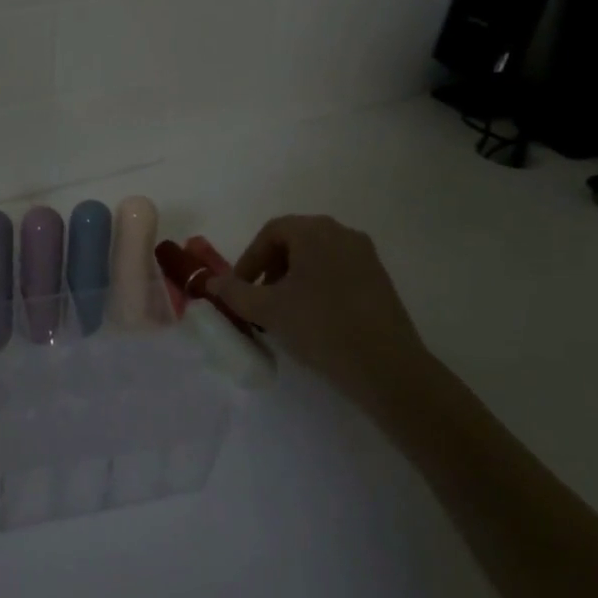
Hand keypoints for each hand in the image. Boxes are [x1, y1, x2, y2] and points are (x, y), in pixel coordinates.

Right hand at [211, 216, 427, 412]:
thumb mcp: (268, 310)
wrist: (387, 366)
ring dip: (293, 278)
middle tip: (259, 299)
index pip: (271, 232)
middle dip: (270, 268)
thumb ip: (234, 293)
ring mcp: (365, 255)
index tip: (240, 289)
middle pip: (295, 241)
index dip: (249, 259)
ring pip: (317, 257)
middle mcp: (342, 233)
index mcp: (315, 231)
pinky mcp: (380, 279)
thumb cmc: (320, 326)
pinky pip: (338, 271)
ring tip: (284, 311)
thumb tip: (211, 283)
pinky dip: (318, 286)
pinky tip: (314, 318)